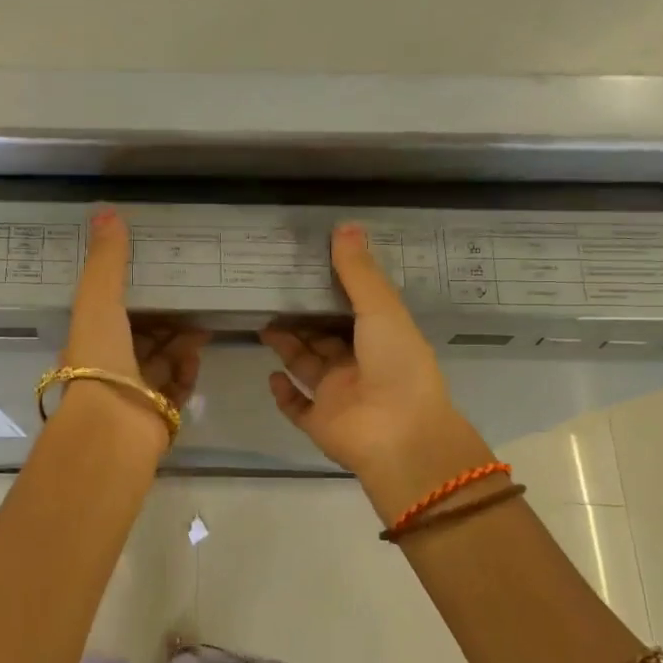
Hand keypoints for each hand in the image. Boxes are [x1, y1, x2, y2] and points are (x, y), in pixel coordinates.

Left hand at [61, 210, 207, 448]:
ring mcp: (134, 395)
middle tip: (191, 300)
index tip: (156, 280)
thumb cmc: (100, 357)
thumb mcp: (98, 299)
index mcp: (90, 343)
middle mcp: (109, 370)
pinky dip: (187, 371)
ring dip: (180, 344)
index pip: (112, 317)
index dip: (132, 299)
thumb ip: (106, 260)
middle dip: (165, 322)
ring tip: (203, 325)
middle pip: (141, 340)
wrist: (113, 425)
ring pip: (162, 363)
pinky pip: (177, 388)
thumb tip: (106, 211)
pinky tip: (197, 355)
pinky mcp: (158, 416)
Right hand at [261, 224, 494, 516]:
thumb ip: (358, 272)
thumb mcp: (381, 310)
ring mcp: (338, 398)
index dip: (330, 292)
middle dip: (301, 319)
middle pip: (324, 338)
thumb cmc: (396, 366)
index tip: (305, 269)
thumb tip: (344, 225)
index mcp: (381, 341)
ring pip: (307, 367)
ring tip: (263, 323)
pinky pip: (297, 406)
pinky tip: (270, 375)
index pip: (352, 312)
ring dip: (287, 347)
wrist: (399, 436)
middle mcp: (359, 367)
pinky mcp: (319, 423)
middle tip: (271, 294)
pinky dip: (283, 393)